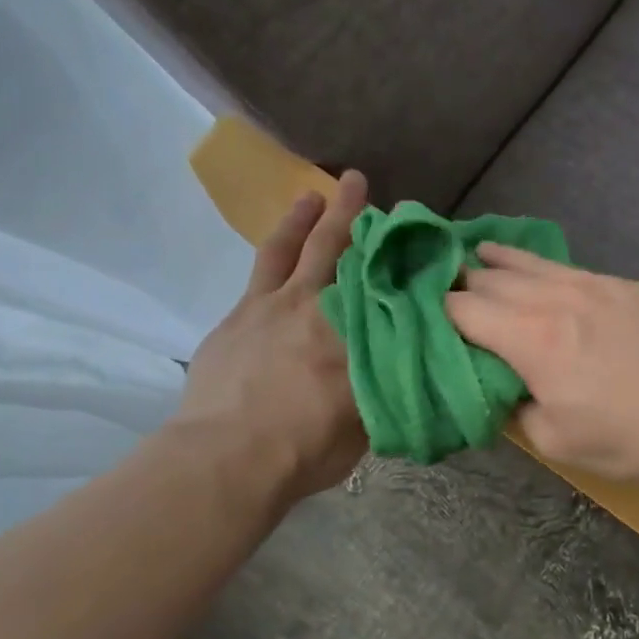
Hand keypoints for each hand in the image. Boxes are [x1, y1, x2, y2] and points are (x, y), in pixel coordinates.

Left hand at [164, 170, 368, 505]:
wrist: (227, 457)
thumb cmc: (305, 449)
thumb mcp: (366, 425)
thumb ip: (382, 388)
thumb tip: (399, 368)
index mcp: (356, 334)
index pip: (384, 285)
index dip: (397, 258)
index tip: (411, 237)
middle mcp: (319, 307)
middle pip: (339, 251)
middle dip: (352, 214)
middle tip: (358, 181)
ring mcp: (272, 306)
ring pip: (292, 249)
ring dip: (305, 218)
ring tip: (314, 193)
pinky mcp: (238, 316)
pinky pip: (259, 272)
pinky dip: (274, 251)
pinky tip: (278, 248)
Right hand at [445, 243, 638, 482]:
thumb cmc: (630, 436)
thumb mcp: (557, 440)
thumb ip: (517, 408)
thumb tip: (506, 387)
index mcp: (530, 338)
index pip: (464, 310)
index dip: (436, 311)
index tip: (421, 315)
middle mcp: (554, 298)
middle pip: (491, 279)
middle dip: (460, 283)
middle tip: (439, 287)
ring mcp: (592, 284)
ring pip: (529, 263)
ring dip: (495, 261)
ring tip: (472, 253)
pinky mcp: (623, 284)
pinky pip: (566, 267)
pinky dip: (537, 265)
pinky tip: (531, 265)